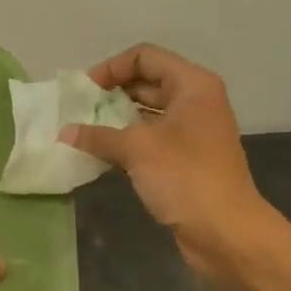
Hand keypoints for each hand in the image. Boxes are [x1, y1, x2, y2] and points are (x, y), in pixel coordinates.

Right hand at [62, 43, 267, 282]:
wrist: (226, 232)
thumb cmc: (185, 178)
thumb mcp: (137, 149)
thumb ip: (98, 135)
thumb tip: (64, 133)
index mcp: (192, 85)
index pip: (145, 57)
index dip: (112, 68)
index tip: (85, 92)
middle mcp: (195, 102)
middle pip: (146, 82)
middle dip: (111, 94)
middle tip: (78, 112)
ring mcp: (193, 132)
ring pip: (147, 114)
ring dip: (116, 120)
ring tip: (83, 132)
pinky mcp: (186, 160)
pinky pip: (151, 140)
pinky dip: (127, 143)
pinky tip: (101, 155)